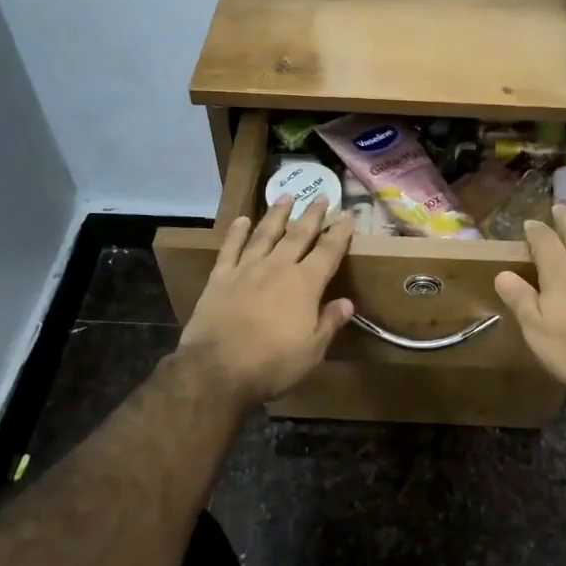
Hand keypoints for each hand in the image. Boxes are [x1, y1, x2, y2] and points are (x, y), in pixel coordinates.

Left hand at [178, 196, 355, 404]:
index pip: (328, 251)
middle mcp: (278, 267)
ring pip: (265, 233)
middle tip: (321, 196)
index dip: (340, 232)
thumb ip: (329, 322)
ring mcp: (247, 269)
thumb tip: (347, 302)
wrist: (217, 369)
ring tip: (286, 196)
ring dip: (277, 214)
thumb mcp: (312, 351)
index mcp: (305, 284)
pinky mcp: (220, 277)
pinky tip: (242, 220)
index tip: (348, 215)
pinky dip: (237, 232)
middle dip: (312, 214)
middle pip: (299, 234)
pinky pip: (230, 248)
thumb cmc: (272, 363)